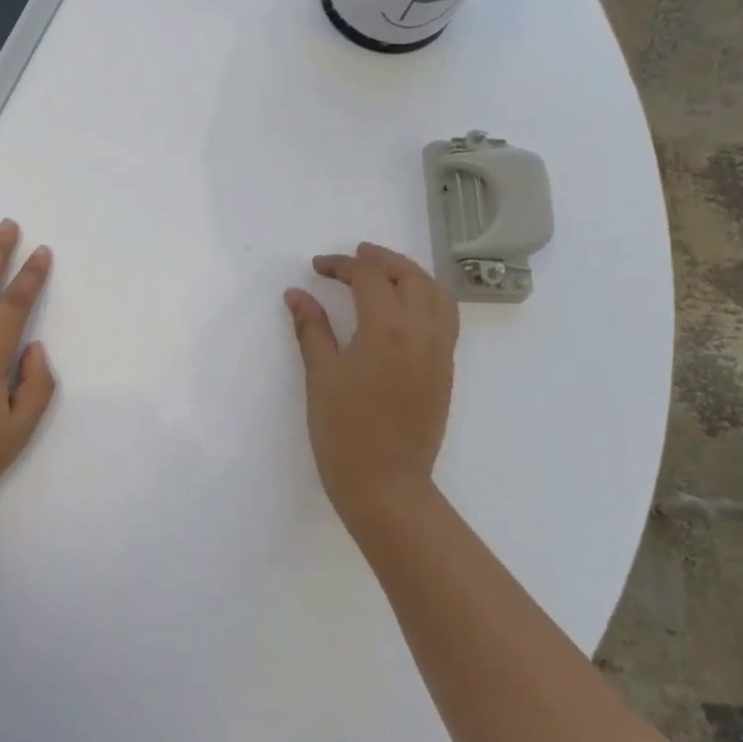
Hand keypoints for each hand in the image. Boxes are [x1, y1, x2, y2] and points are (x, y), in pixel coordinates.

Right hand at [285, 243, 460, 543]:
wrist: (386, 484)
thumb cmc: (343, 432)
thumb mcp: (320, 376)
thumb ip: (311, 329)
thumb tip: (296, 294)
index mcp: (387, 329)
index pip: (369, 277)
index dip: (341, 265)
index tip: (316, 267)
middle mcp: (422, 331)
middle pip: (410, 276)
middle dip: (381, 259)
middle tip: (352, 258)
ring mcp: (440, 351)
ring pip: (436, 294)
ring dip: (409, 274)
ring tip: (382, 274)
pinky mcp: (446, 369)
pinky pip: (445, 318)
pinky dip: (427, 298)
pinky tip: (404, 308)